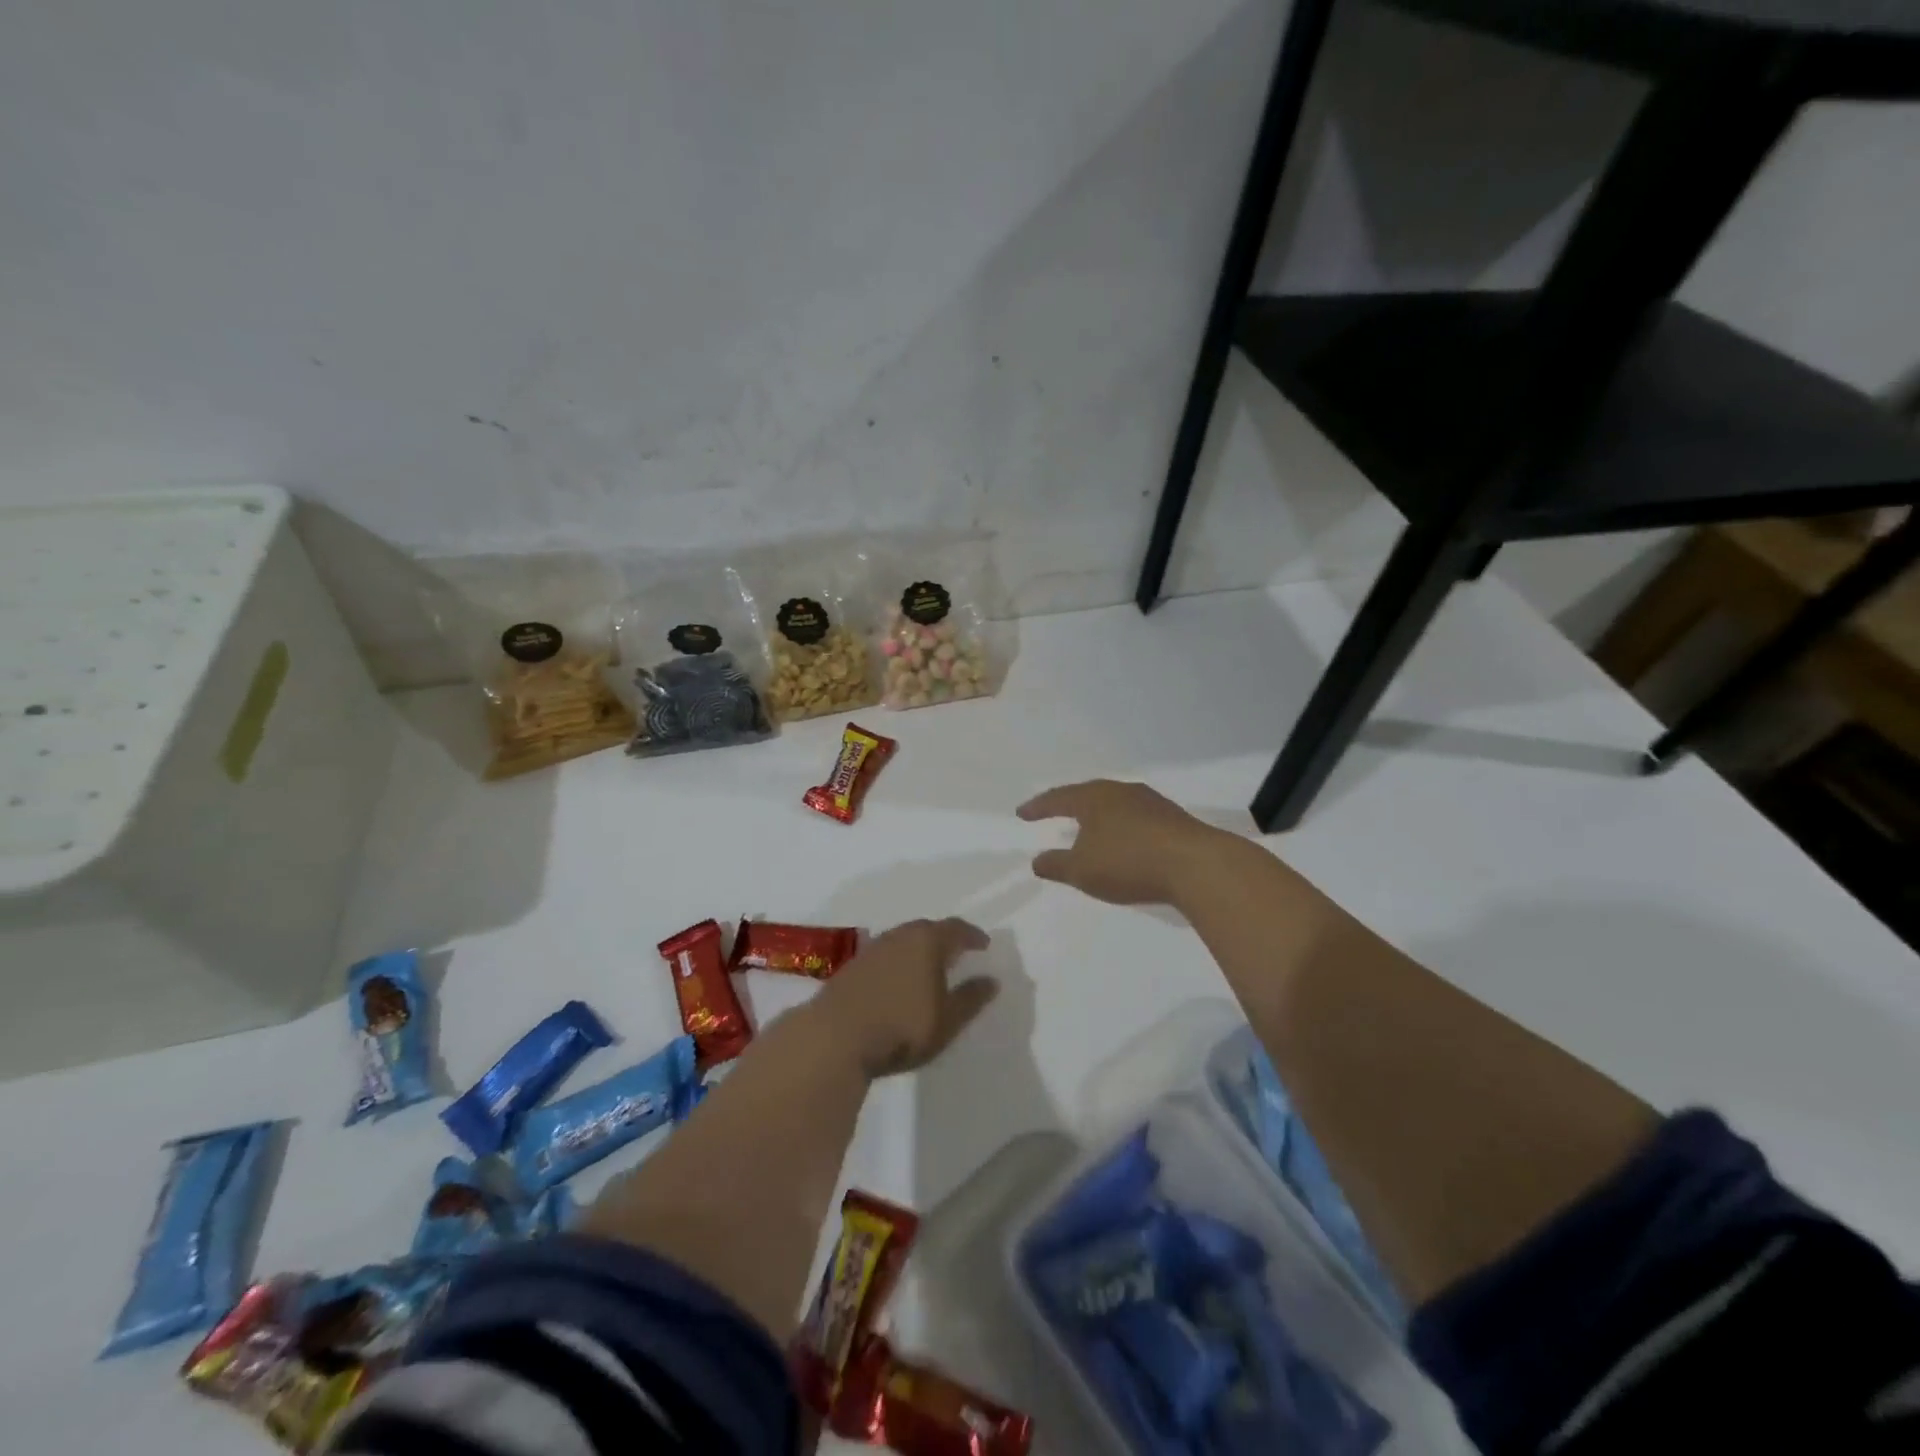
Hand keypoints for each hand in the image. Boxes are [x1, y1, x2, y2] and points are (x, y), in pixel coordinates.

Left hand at [812, 918, 994, 1077]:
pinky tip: (899, 980)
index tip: (984, 945)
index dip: (972, 935)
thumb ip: (971, 998)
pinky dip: (899, 962)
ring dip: (919, 950)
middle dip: (945, 939)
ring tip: (929, 967)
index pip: (956, 928)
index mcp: (928, 941)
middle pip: (927, 929)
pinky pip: (886, 955)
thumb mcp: (947, 1020)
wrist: (835, 1036)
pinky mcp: (852, 966)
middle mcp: (900, 935)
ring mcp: (873, 949)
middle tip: (957, 953)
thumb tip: (991, 980)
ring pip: (903, 940)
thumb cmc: (902, 1026)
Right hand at [1017, 779, 1229, 905]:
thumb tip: (1037, 860)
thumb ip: (1056, 865)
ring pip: (1114, 804)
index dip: (1038, 807)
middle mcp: (1121, 792)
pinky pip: (1135, 817)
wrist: (1196, 865)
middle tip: (1054, 812)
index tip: (1022, 814)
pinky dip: (1121, 826)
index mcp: (1094, 798)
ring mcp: (1150, 802)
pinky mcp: (1172, 818)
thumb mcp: (1082, 870)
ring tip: (1088, 827)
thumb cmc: (1129, 862)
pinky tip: (1123, 840)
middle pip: (1088, 794)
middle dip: (1069, 805)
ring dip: (1098, 816)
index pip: (1058, 798)